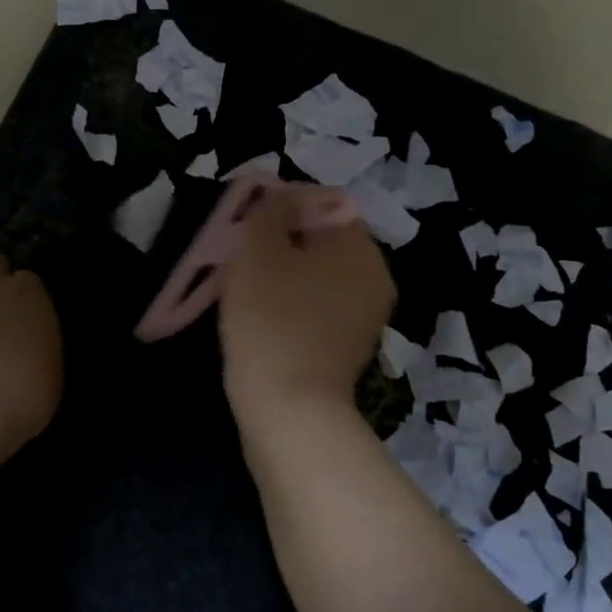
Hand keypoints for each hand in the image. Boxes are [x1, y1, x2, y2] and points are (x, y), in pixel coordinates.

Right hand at [219, 187, 394, 430]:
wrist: (289, 412)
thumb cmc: (273, 320)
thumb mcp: (260, 250)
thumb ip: (270, 211)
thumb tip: (280, 198)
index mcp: (361, 249)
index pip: (323, 205)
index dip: (281, 206)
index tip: (245, 223)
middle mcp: (373, 280)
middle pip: (319, 242)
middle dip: (277, 243)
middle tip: (238, 254)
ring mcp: (362, 319)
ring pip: (314, 278)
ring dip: (279, 275)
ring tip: (240, 285)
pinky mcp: (345, 350)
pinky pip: (313, 310)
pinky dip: (287, 306)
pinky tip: (257, 317)